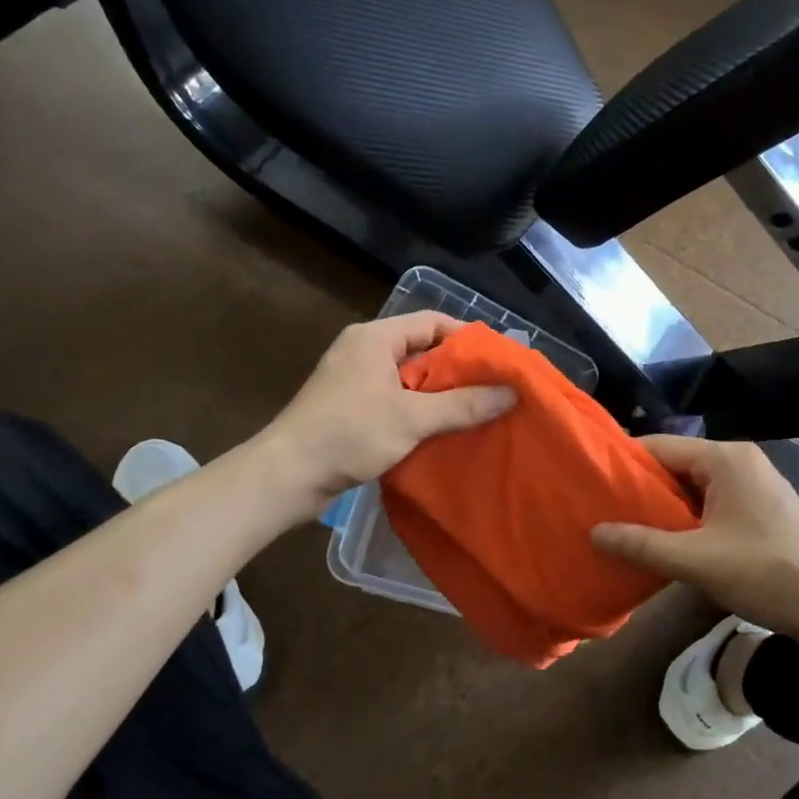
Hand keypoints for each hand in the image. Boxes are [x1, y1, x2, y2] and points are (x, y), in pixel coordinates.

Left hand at [258, 314, 514, 519]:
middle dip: (457, 369)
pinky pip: (392, 397)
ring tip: (474, 411)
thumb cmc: (349, 434)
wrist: (286, 475)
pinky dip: (417, 409)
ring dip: (438, 392)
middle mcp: (362, 350)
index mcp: (375, 337)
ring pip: (407, 377)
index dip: (468, 338)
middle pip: (421, 349)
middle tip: (493, 389)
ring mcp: (352, 379)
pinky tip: (439, 430)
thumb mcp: (412, 418)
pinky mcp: (347, 406)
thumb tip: (512, 392)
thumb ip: (463, 404)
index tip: (499, 361)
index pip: (432, 322)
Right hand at [591, 435, 798, 651]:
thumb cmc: (769, 573)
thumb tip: (593, 533)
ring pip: (693, 488)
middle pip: (675, 465)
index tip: (590, 486)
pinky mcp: (762, 509)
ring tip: (626, 530)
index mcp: (725, 458)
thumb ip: (642, 545)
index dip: (623, 465)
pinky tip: (666, 544)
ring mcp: (754, 485)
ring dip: (664, 509)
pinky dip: (688, 520)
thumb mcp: (697, 561)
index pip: (658, 446)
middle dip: (641, 490)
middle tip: (602, 513)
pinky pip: (712, 504)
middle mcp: (739, 461)